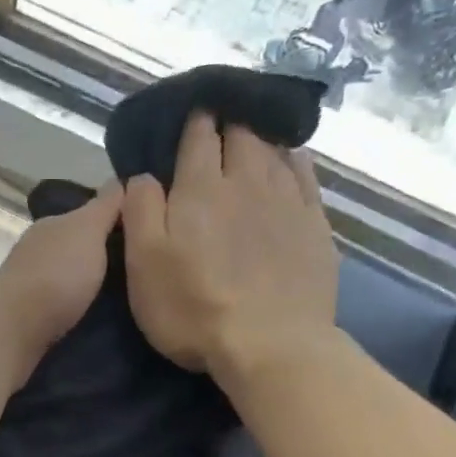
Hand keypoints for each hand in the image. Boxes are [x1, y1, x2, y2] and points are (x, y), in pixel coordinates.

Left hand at [0, 180, 123, 381]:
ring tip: (121, 299)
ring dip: (87, 286)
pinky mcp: (28, 318)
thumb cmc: (57, 272)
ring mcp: (30, 287)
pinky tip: (93, 318)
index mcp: (51, 227)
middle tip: (136, 272)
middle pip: (74, 250)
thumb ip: (103, 208)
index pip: (84, 217)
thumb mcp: (87, 229)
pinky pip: (59, 307)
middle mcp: (37, 253)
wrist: (15, 325)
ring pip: (66, 280)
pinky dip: (75, 308)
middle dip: (100, 258)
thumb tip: (120, 181)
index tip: (140, 235)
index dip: (110, 223)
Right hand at [123, 114, 336, 380]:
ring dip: (260, 136)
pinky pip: (305, 176)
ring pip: (274, 149)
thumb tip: (144, 173)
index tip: (189, 111)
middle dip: (228, 120)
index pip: (198, 137)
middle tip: (219, 119)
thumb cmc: (194, 309)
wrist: (271, 345)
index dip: (192, 120)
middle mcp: (247, 181)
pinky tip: (290, 158)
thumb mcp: (144, 264)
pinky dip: (294, 159)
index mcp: (200, 188)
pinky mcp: (315, 226)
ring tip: (252, 131)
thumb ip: (140, 210)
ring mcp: (287, 201)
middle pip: (241, 134)